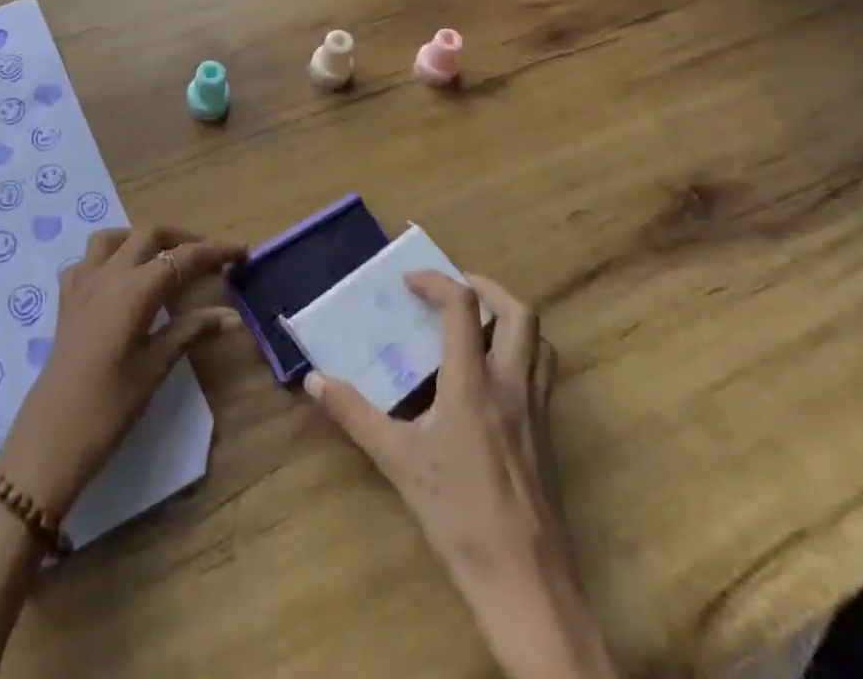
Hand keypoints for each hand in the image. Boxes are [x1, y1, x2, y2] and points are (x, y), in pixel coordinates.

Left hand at [0, 226, 245, 517]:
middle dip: (182, 238)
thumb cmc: (109, 407)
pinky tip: (119, 280)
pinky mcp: (66, 301)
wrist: (50, 440)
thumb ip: (191, 331)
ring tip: (163, 258)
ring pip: (114, 238)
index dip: (214, 251)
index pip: (182, 258)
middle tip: (209, 257)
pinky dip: (108, 258)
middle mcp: (108, 274)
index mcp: (134, 289)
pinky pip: (87, 261)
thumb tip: (233, 317)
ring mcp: (82, 284)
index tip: (241, 250)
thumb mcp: (156, 367)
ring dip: (142, 239)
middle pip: (149, 235)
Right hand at [306, 272, 613, 678]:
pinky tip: (493, 376)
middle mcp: (511, 384)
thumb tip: (314, 381)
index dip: (436, 282)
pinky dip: (522, 352)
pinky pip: (543, 373)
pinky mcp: (548, 435)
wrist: (525, 581)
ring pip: (540, 342)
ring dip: (510, 318)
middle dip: (487, 288)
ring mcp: (536, 410)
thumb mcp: (397, 461)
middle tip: (454, 289)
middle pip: (519, 313)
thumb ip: (354, 415)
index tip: (409, 282)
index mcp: (473, 382)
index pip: (463, 306)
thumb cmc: (458, 514)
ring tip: (478, 323)